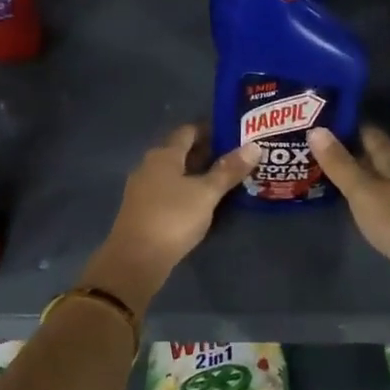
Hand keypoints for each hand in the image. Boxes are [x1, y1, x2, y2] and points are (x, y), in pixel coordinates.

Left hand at [84, 125, 257, 310]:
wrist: (135, 259)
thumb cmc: (173, 218)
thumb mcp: (206, 194)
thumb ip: (229, 170)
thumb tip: (254, 146)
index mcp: (163, 155)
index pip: (188, 131)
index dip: (210, 130)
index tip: (233, 134)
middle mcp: (149, 166)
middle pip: (180, 152)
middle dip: (206, 153)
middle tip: (235, 157)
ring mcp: (143, 189)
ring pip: (174, 173)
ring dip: (196, 174)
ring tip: (224, 179)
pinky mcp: (142, 210)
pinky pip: (168, 191)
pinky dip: (186, 191)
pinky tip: (202, 201)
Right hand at [308, 125, 389, 306]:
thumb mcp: (363, 190)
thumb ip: (339, 163)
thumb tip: (316, 129)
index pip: (367, 131)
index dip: (344, 124)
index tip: (316, 121)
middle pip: (369, 154)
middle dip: (343, 149)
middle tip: (308, 147)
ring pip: (372, 177)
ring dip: (350, 173)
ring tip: (317, 171)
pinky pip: (375, 199)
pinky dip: (358, 196)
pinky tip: (342, 202)